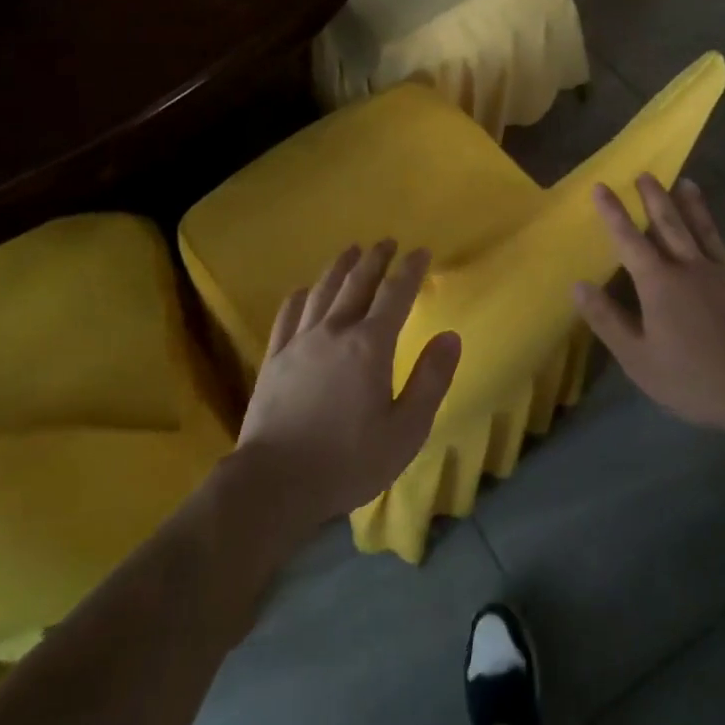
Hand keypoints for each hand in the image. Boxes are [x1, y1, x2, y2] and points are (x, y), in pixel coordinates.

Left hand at [236, 241, 461, 533]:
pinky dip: (300, 296)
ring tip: (351, 251)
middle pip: (357, 282)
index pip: (395, 295)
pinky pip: (288, 314)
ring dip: (340, 267)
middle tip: (387, 242)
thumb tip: (450, 336)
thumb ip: (430, 380)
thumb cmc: (348, 461)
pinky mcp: (274, 357)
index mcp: (370, 345)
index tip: (421, 252)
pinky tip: (303, 290)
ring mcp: (299, 341)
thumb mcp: (406, 430)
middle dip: (375, 259)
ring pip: (322, 290)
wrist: (275, 483)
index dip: (410, 270)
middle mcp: (334, 331)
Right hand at [574, 175, 724, 439]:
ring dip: (693, 204)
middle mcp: (690, 267)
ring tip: (684, 181)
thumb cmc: (694, 379)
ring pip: (705, 229)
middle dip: (653, 198)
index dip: (612, 213)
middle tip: (644, 174)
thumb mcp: (637, 358)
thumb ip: (607, 319)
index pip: (628, 240)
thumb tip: (578, 285)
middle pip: (668, 225)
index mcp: (658, 283)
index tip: (601, 186)